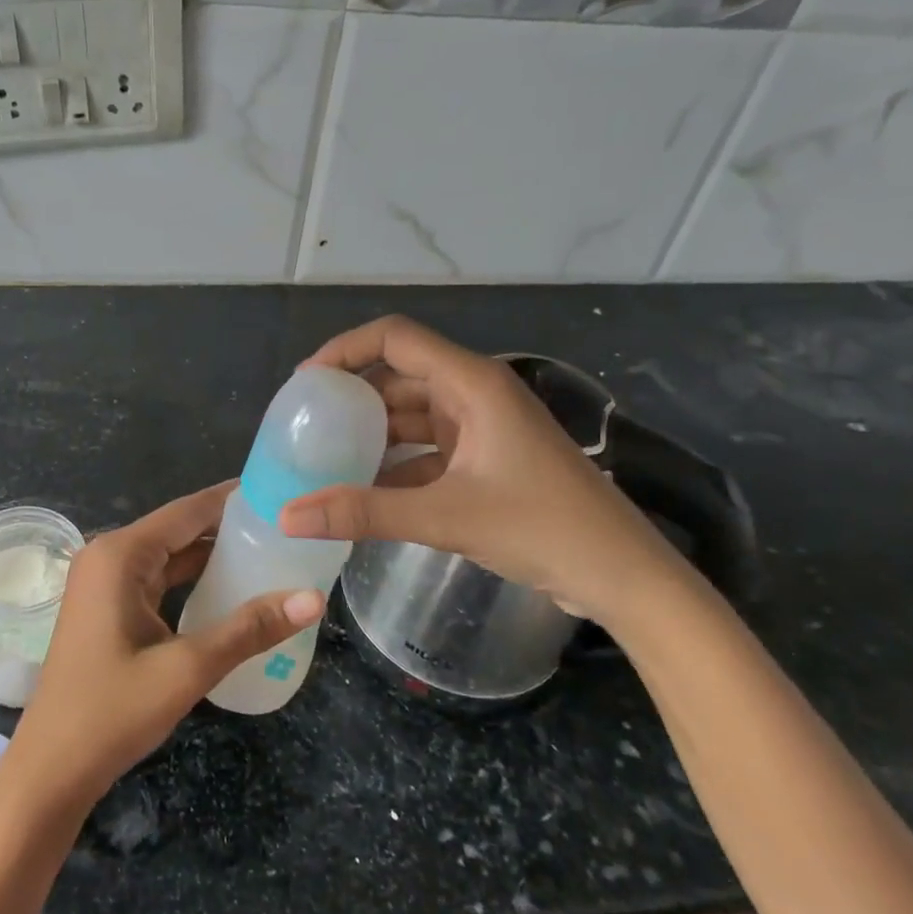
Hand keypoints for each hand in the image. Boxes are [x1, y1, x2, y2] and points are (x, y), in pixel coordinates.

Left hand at [6, 482, 324, 811]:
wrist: (51, 770)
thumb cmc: (112, 712)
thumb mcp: (187, 668)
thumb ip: (249, 629)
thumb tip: (313, 598)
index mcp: (120, 555)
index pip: (188, 510)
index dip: (233, 499)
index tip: (279, 488)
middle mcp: (109, 556)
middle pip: (179, 529)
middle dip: (229, 526)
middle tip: (285, 525)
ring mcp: (105, 582)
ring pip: (169, 555)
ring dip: (212, 554)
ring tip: (270, 549)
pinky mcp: (107, 607)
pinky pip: (158, 579)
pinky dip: (192, 580)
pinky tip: (230, 587)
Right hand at [278, 316, 694, 627]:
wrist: (624, 576)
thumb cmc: (543, 528)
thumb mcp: (445, 517)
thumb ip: (363, 512)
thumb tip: (287, 516)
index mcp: (471, 382)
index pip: (394, 337)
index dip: (344, 349)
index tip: (306, 384)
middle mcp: (475, 392)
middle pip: (399, 373)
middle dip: (352, 394)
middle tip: (306, 422)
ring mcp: (483, 426)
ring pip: (412, 412)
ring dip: (372, 431)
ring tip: (325, 454)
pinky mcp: (487, 458)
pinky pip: (428, 446)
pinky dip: (396, 462)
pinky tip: (365, 488)